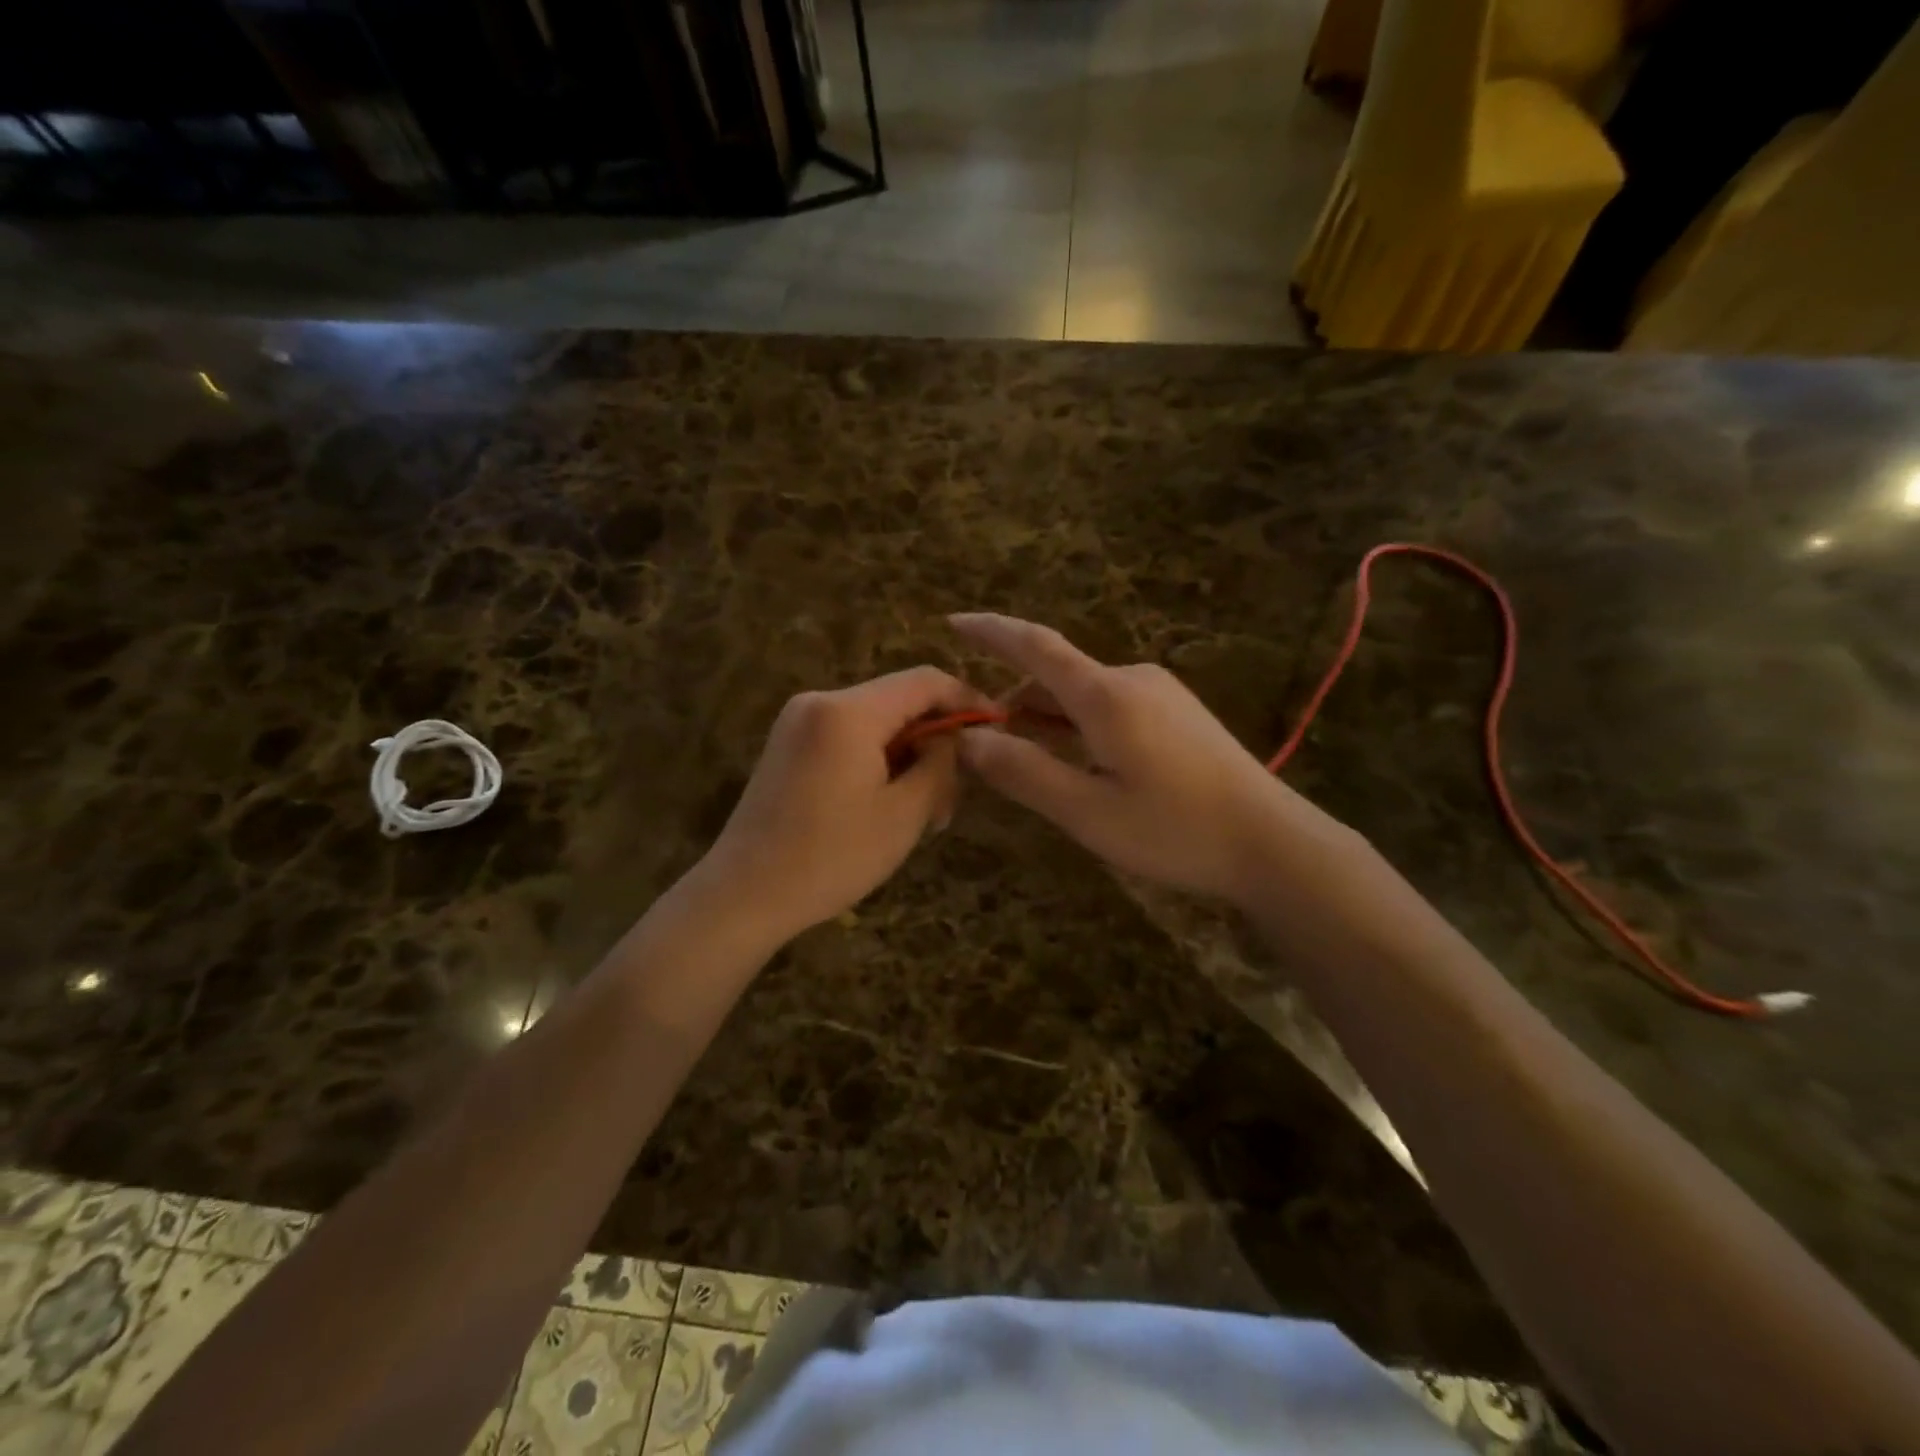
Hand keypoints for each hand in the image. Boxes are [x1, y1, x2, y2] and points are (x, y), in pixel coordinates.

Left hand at [702, 666, 987, 944]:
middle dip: (934, 737)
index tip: (996, 727)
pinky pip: (847, 736)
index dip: (966, 698)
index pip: (924, 680)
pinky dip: (876, 759)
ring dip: (906, 753)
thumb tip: (952, 738)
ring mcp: (797, 722)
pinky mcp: (787, 745)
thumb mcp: (904, 814)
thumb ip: (939, 764)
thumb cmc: (830, 857)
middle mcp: (819, 701)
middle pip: (897, 700)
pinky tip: (886, 802)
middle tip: (956, 791)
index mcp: (848, 711)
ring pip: (874, 721)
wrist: (743, 894)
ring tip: (925, 808)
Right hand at [949, 613, 1355, 903]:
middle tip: (984, 748)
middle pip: (1056, 675)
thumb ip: (1023, 771)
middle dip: (1014, 701)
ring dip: (1047, 718)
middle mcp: (1133, 679)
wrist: (1273, 844)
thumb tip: (969, 738)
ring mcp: (1161, 695)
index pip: (1034, 645)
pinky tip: (1077, 762)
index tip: (952, 622)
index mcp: (1105, 694)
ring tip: (1026, 763)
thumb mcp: (1086, 810)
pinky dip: (1078, 726)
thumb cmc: (1174, 830)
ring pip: (1083, 695)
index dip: (990, 632)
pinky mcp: (1179, 715)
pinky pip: (1110, 707)